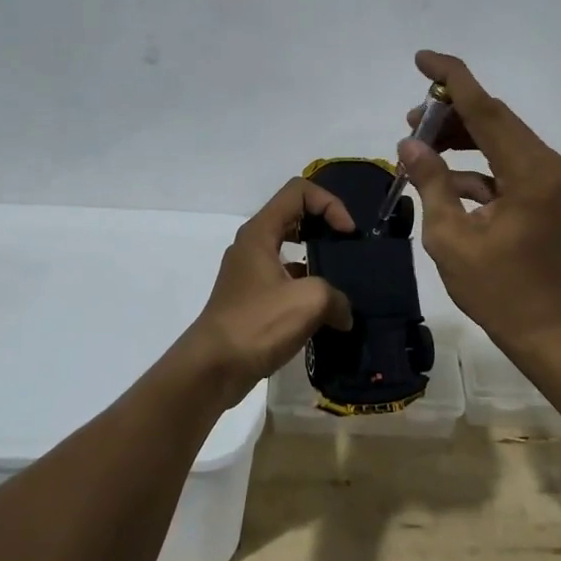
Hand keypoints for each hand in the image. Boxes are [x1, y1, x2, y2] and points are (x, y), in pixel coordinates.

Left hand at [181, 178, 353, 407]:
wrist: (212, 369)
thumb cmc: (257, 324)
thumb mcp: (308, 301)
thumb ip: (336, 296)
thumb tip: (343, 313)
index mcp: (260, 232)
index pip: (299, 191)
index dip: (329, 204)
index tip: (347, 233)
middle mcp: (253, 244)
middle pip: (295, 215)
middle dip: (326, 226)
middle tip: (348, 250)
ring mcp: (250, 272)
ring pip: (290, 249)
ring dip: (318, 259)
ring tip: (344, 282)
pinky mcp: (252, 299)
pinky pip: (286, 279)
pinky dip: (308, 287)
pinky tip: (326, 312)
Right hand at [398, 50, 560, 346]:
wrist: (548, 331)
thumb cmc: (499, 290)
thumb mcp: (452, 238)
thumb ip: (431, 183)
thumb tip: (410, 143)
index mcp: (530, 172)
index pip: (487, 109)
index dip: (453, 79)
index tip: (422, 58)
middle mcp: (547, 164)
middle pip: (494, 119)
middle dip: (450, 112)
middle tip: (410, 120)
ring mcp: (549, 178)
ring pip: (498, 138)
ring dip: (460, 136)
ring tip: (419, 143)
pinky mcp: (543, 192)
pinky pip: (503, 164)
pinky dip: (473, 166)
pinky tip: (440, 179)